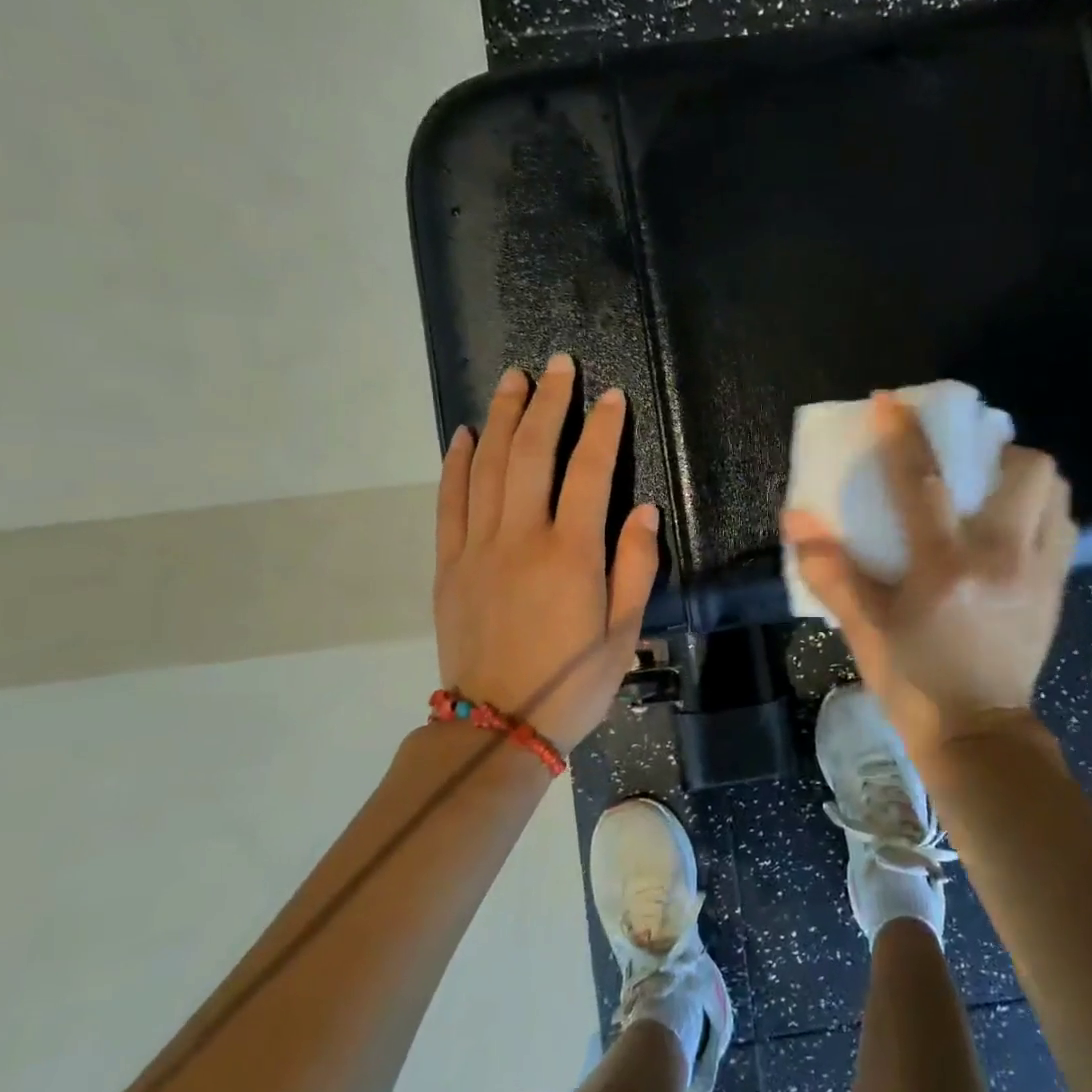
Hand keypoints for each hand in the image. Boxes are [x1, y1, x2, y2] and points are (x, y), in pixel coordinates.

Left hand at [434, 356, 659, 752]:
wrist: (496, 726)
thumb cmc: (573, 684)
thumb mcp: (625, 634)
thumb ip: (636, 567)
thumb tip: (642, 509)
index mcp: (571, 555)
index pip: (589, 473)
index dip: (603, 429)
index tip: (611, 396)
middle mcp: (521, 539)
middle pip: (531, 453)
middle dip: (547, 403)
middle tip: (556, 365)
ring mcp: (478, 548)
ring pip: (487, 466)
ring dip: (501, 417)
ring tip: (512, 379)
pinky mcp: (449, 564)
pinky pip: (449, 502)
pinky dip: (455, 463)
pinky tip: (462, 434)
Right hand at [782, 392, 1075, 750]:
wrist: (979, 736)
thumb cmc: (914, 682)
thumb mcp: (864, 629)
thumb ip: (831, 571)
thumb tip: (795, 518)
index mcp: (947, 566)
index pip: (925, 482)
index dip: (904, 435)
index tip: (889, 402)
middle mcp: (1004, 557)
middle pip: (1027, 470)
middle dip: (998, 450)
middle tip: (968, 463)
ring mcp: (1040, 573)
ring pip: (1056, 494)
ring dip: (1026, 479)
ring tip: (995, 492)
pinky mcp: (1057, 591)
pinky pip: (1064, 529)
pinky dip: (1042, 513)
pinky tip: (1013, 531)